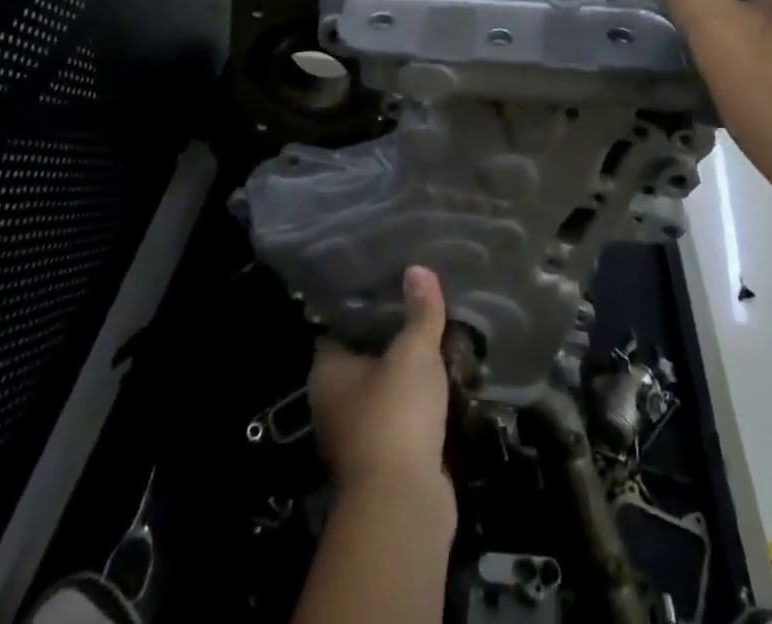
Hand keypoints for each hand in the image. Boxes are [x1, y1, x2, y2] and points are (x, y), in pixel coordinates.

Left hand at [309, 266, 452, 504]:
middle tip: (420, 306)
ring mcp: (357, 436)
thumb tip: (419, 268)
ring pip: (384, 391)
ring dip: (407, 375)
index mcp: (327, 372)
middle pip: (363, 359)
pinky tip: (444, 383)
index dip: (363, 306)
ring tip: (438, 339)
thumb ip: (420, 311)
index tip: (389, 284)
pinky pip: (402, 419)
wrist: (403, 503)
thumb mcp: (414, 351)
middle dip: (391, 338)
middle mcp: (333, 403)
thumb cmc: (395, 414)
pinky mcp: (385, 461)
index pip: (340, 327)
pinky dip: (419, 405)